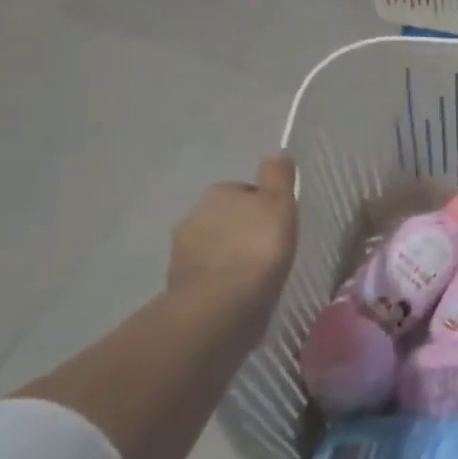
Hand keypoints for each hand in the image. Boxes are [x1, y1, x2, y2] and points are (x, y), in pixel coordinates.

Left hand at [168, 155, 297, 339]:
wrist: (221, 304)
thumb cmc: (258, 247)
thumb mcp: (279, 202)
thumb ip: (277, 176)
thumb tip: (275, 154)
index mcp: (218, 192)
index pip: (244, 191)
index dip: (263, 206)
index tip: (278, 224)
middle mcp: (193, 215)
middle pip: (226, 218)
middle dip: (241, 230)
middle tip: (267, 249)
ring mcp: (181, 252)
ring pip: (213, 246)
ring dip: (228, 255)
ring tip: (253, 275)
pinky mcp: (178, 284)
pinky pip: (206, 275)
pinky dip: (219, 280)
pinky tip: (237, 293)